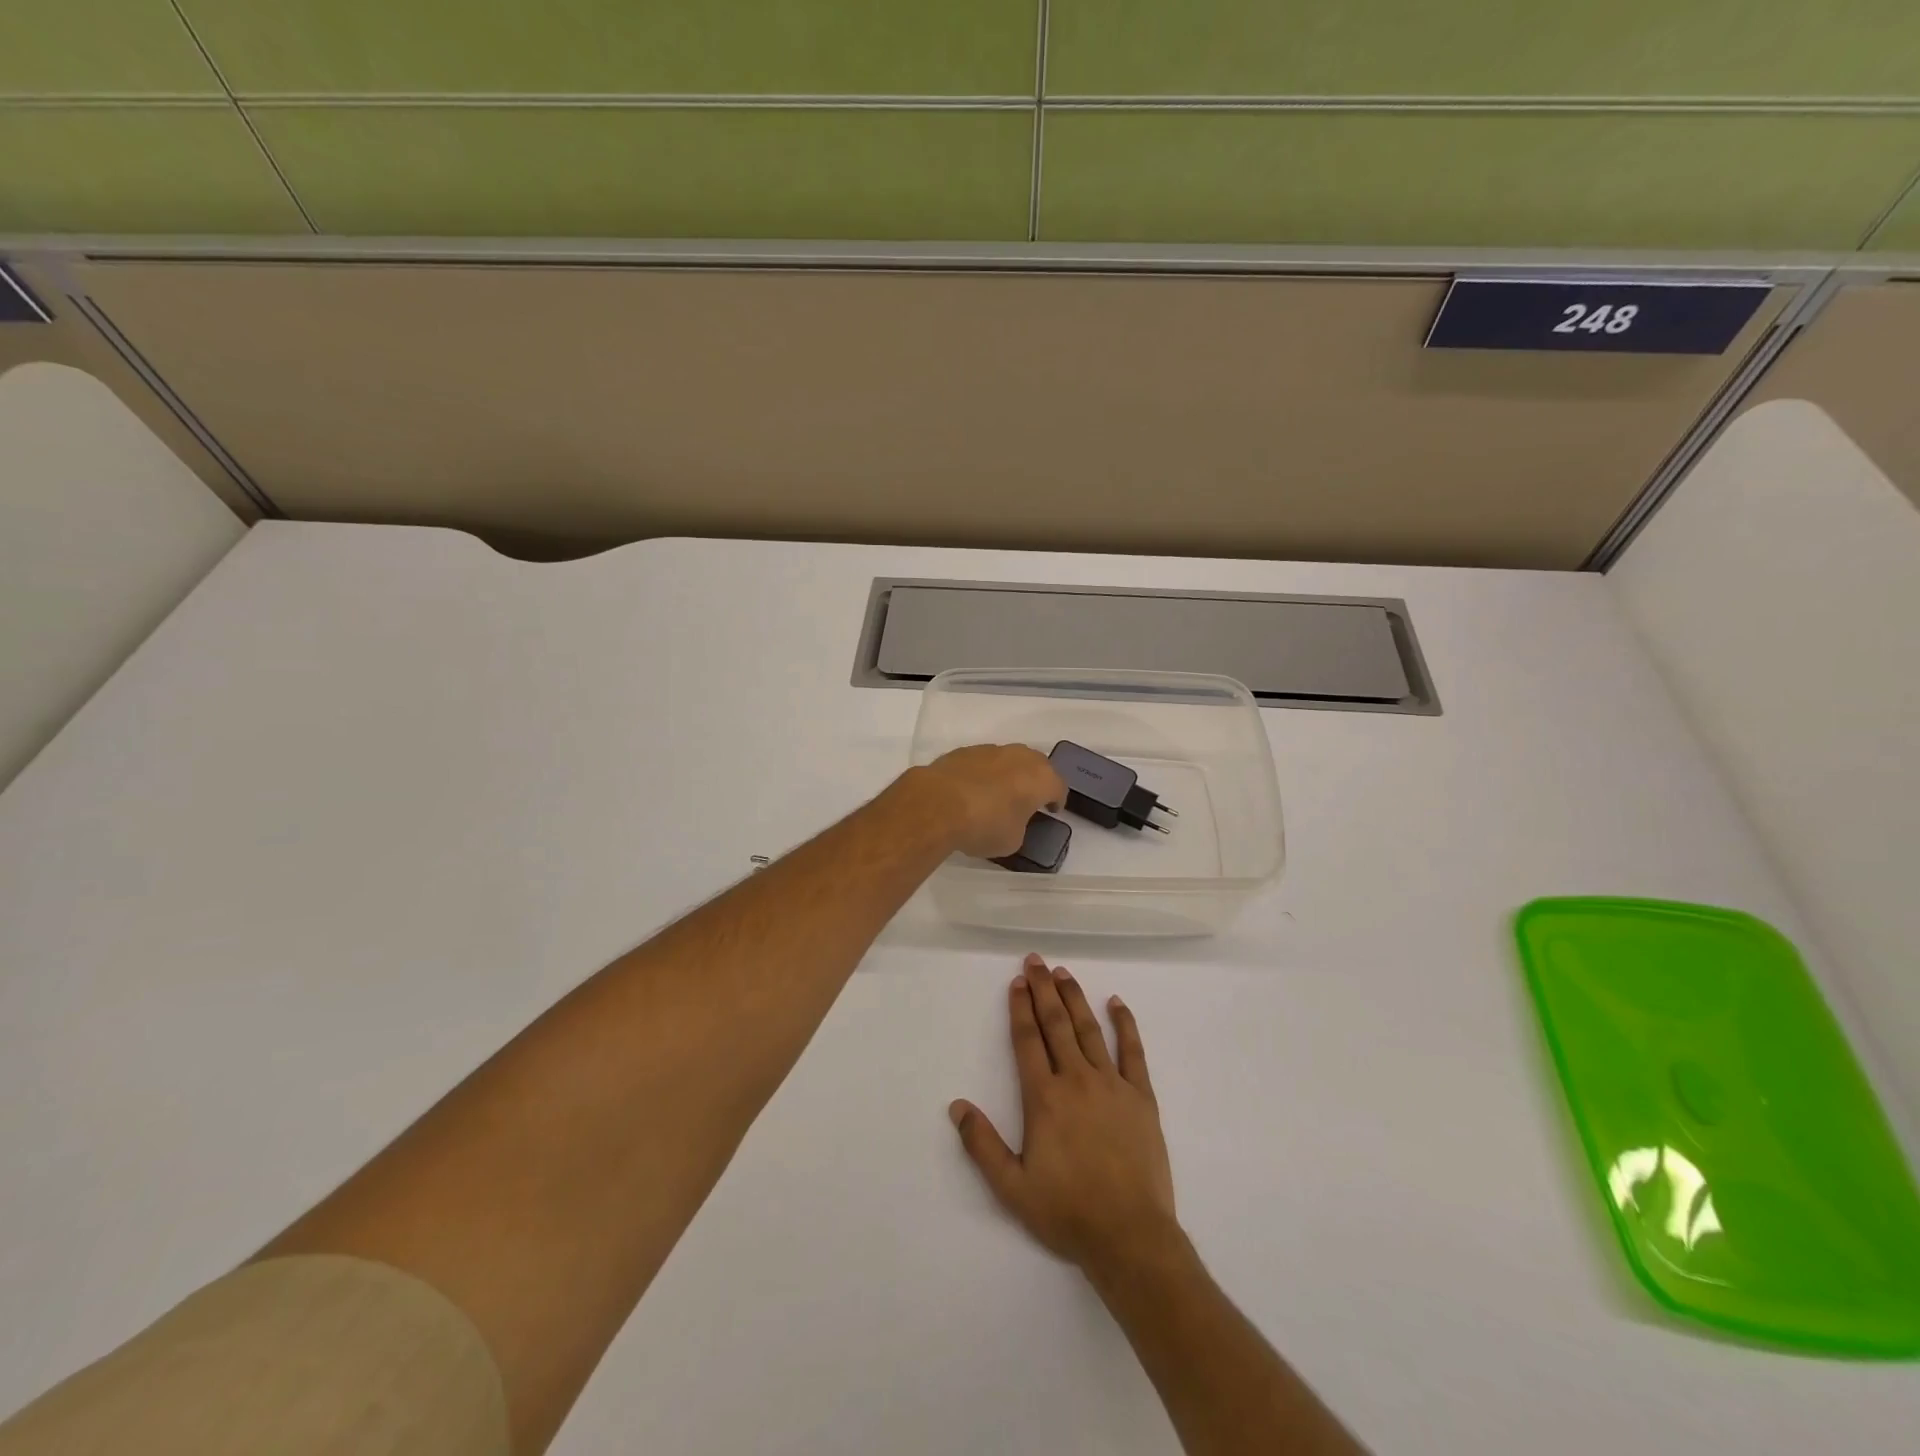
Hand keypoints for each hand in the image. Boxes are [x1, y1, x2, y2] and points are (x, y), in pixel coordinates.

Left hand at [908, 745, 1065, 859]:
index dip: (1056, 800)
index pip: (1058, 787)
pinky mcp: (963, 751)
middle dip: (1034, 781)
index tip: (1051, 810)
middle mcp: (1019, 757)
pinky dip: (982, 773)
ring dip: (1007, 774)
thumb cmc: (984, 825)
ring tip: (997, 794)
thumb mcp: (1012, 840)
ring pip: (1007, 759)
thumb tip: (1011, 820)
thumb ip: (1019, 826)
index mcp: (1040, 778)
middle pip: (1036, 765)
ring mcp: (990, 750)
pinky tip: (971, 790)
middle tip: (1027, 799)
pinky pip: (982, 762)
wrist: (936, 805)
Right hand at [949, 954, 1178, 1275]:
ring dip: (1075, 998)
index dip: (1020, 1008)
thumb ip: (982, 1144)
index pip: (1027, 1040)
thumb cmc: (1067, 1211)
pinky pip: (1132, 1052)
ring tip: (1064, 972)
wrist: (1130, 1236)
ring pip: (1089, 1030)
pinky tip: (1117, 1003)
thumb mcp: (1012, 1187)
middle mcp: (1076, 1080)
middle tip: (1036, 961)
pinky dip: (1125, 1025)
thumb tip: (957, 1106)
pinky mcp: (1141, 1097)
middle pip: (1056, 1024)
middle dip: (1043, 990)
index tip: (1016, 982)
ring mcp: (1112, 1085)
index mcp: (1044, 1098)